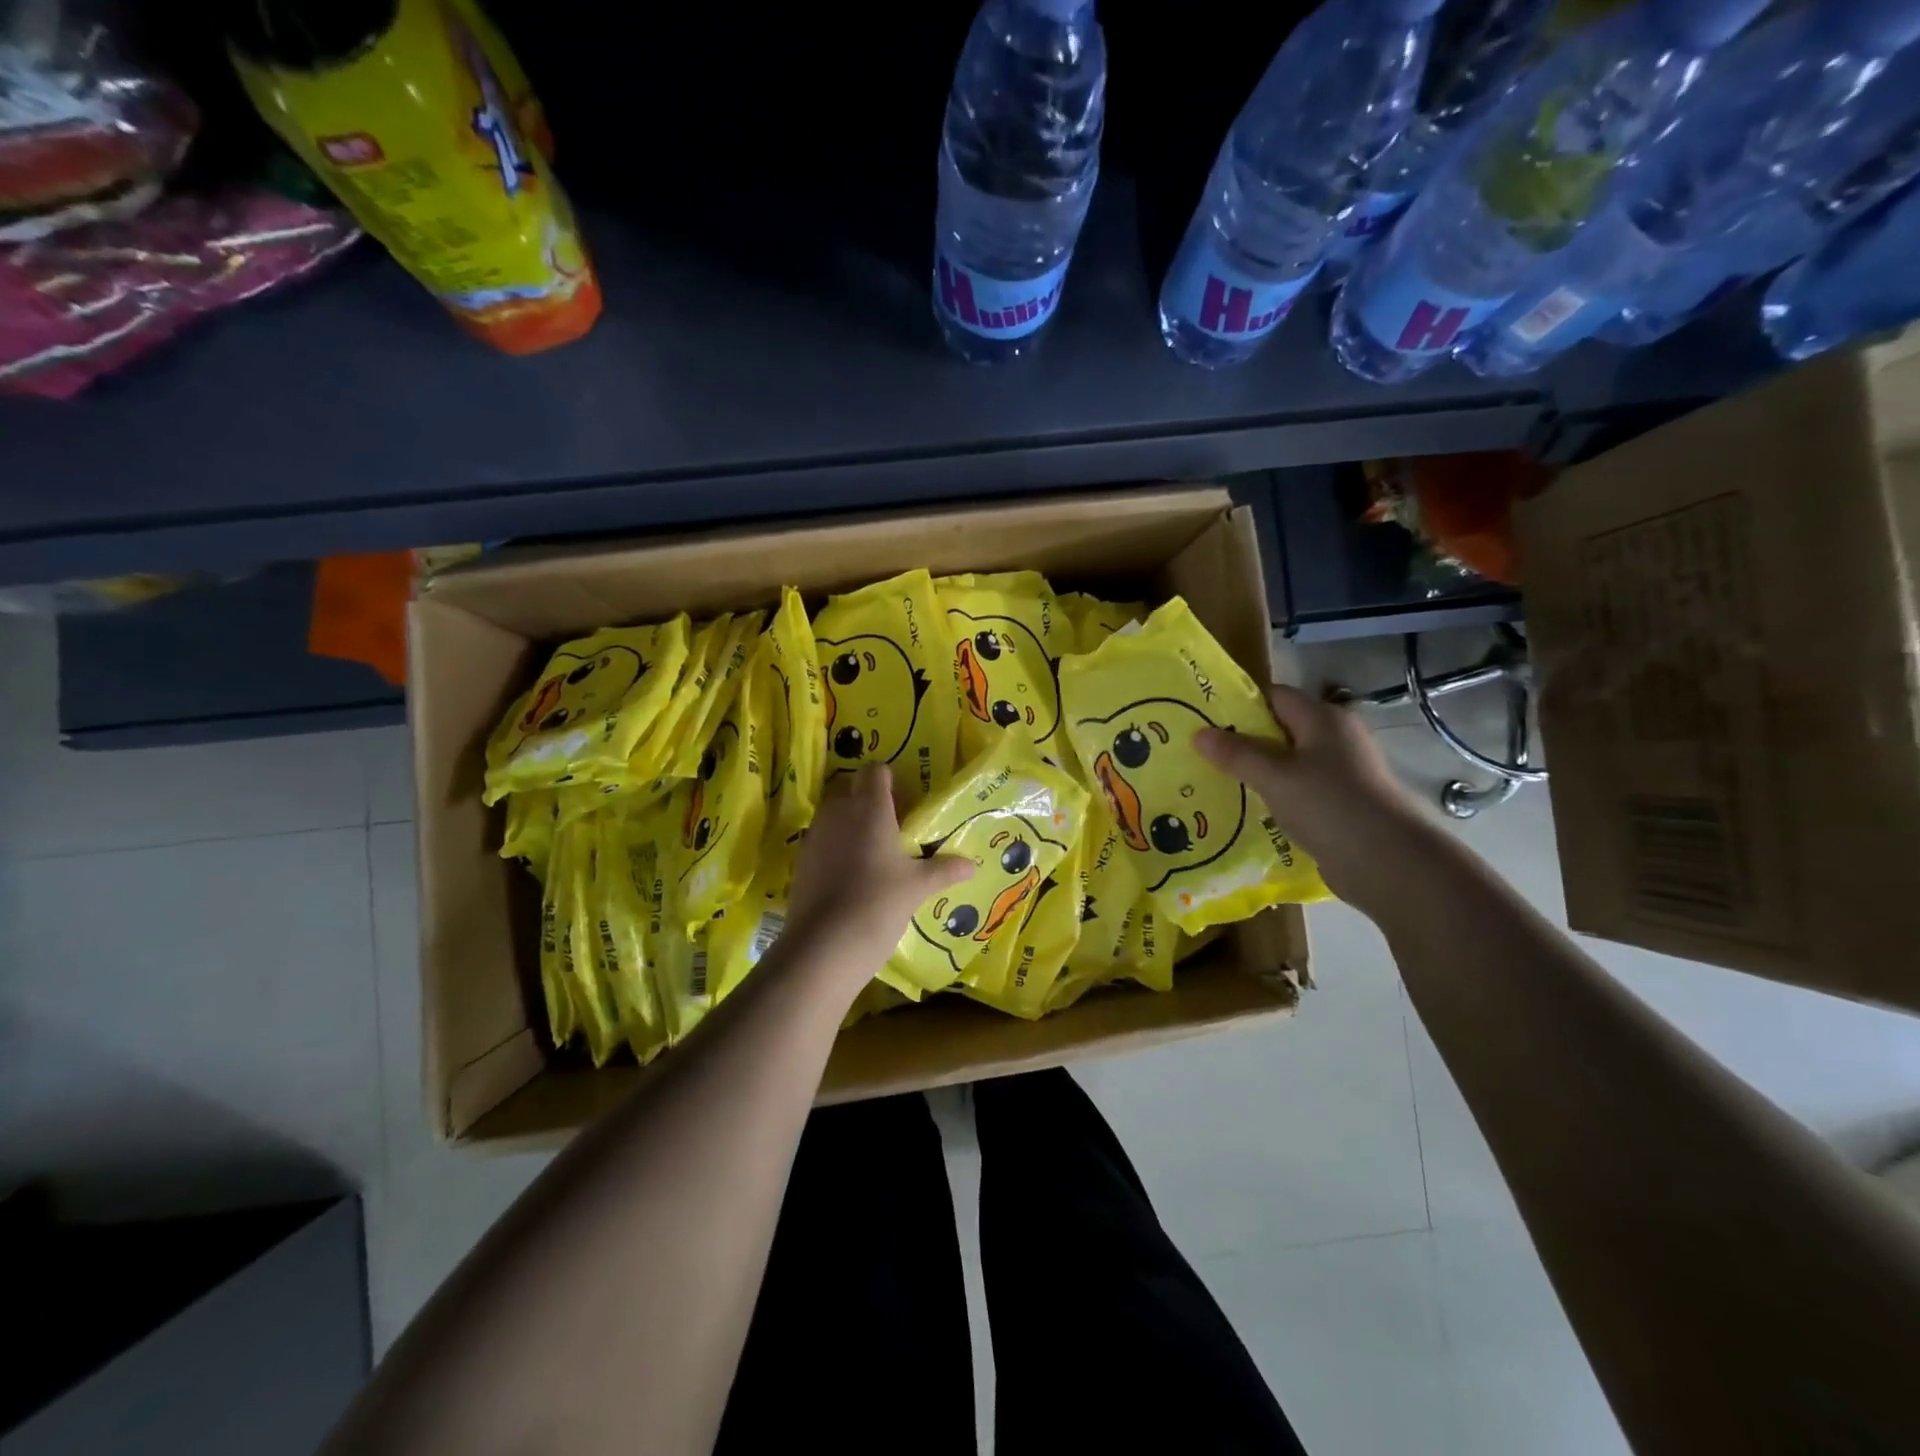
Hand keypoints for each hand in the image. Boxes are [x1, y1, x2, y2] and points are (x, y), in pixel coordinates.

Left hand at [785, 765, 972, 986]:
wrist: (824, 946)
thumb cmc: (878, 904)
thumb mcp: (917, 887)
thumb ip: (944, 870)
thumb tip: (972, 865)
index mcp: (869, 808)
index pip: (875, 771)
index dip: (890, 780)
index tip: (905, 802)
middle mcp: (838, 813)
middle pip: (850, 788)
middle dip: (868, 800)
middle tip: (892, 826)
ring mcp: (815, 836)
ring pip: (833, 814)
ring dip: (850, 823)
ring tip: (873, 852)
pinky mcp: (801, 860)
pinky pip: (821, 840)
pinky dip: (835, 847)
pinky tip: (852, 875)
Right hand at [1195, 684, 1430, 913]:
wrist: (1387, 861)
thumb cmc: (1328, 804)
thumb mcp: (1273, 776)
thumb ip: (1236, 754)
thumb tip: (1199, 733)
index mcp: (1323, 718)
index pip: (1277, 696)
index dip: (1242, 704)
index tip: (1207, 720)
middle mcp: (1336, 738)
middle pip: (1282, 729)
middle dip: (1245, 741)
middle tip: (1205, 755)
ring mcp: (1342, 772)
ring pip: (1290, 763)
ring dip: (1259, 772)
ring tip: (1220, 783)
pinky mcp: (1342, 803)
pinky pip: (1300, 790)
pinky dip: (1277, 796)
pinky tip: (1251, 811)